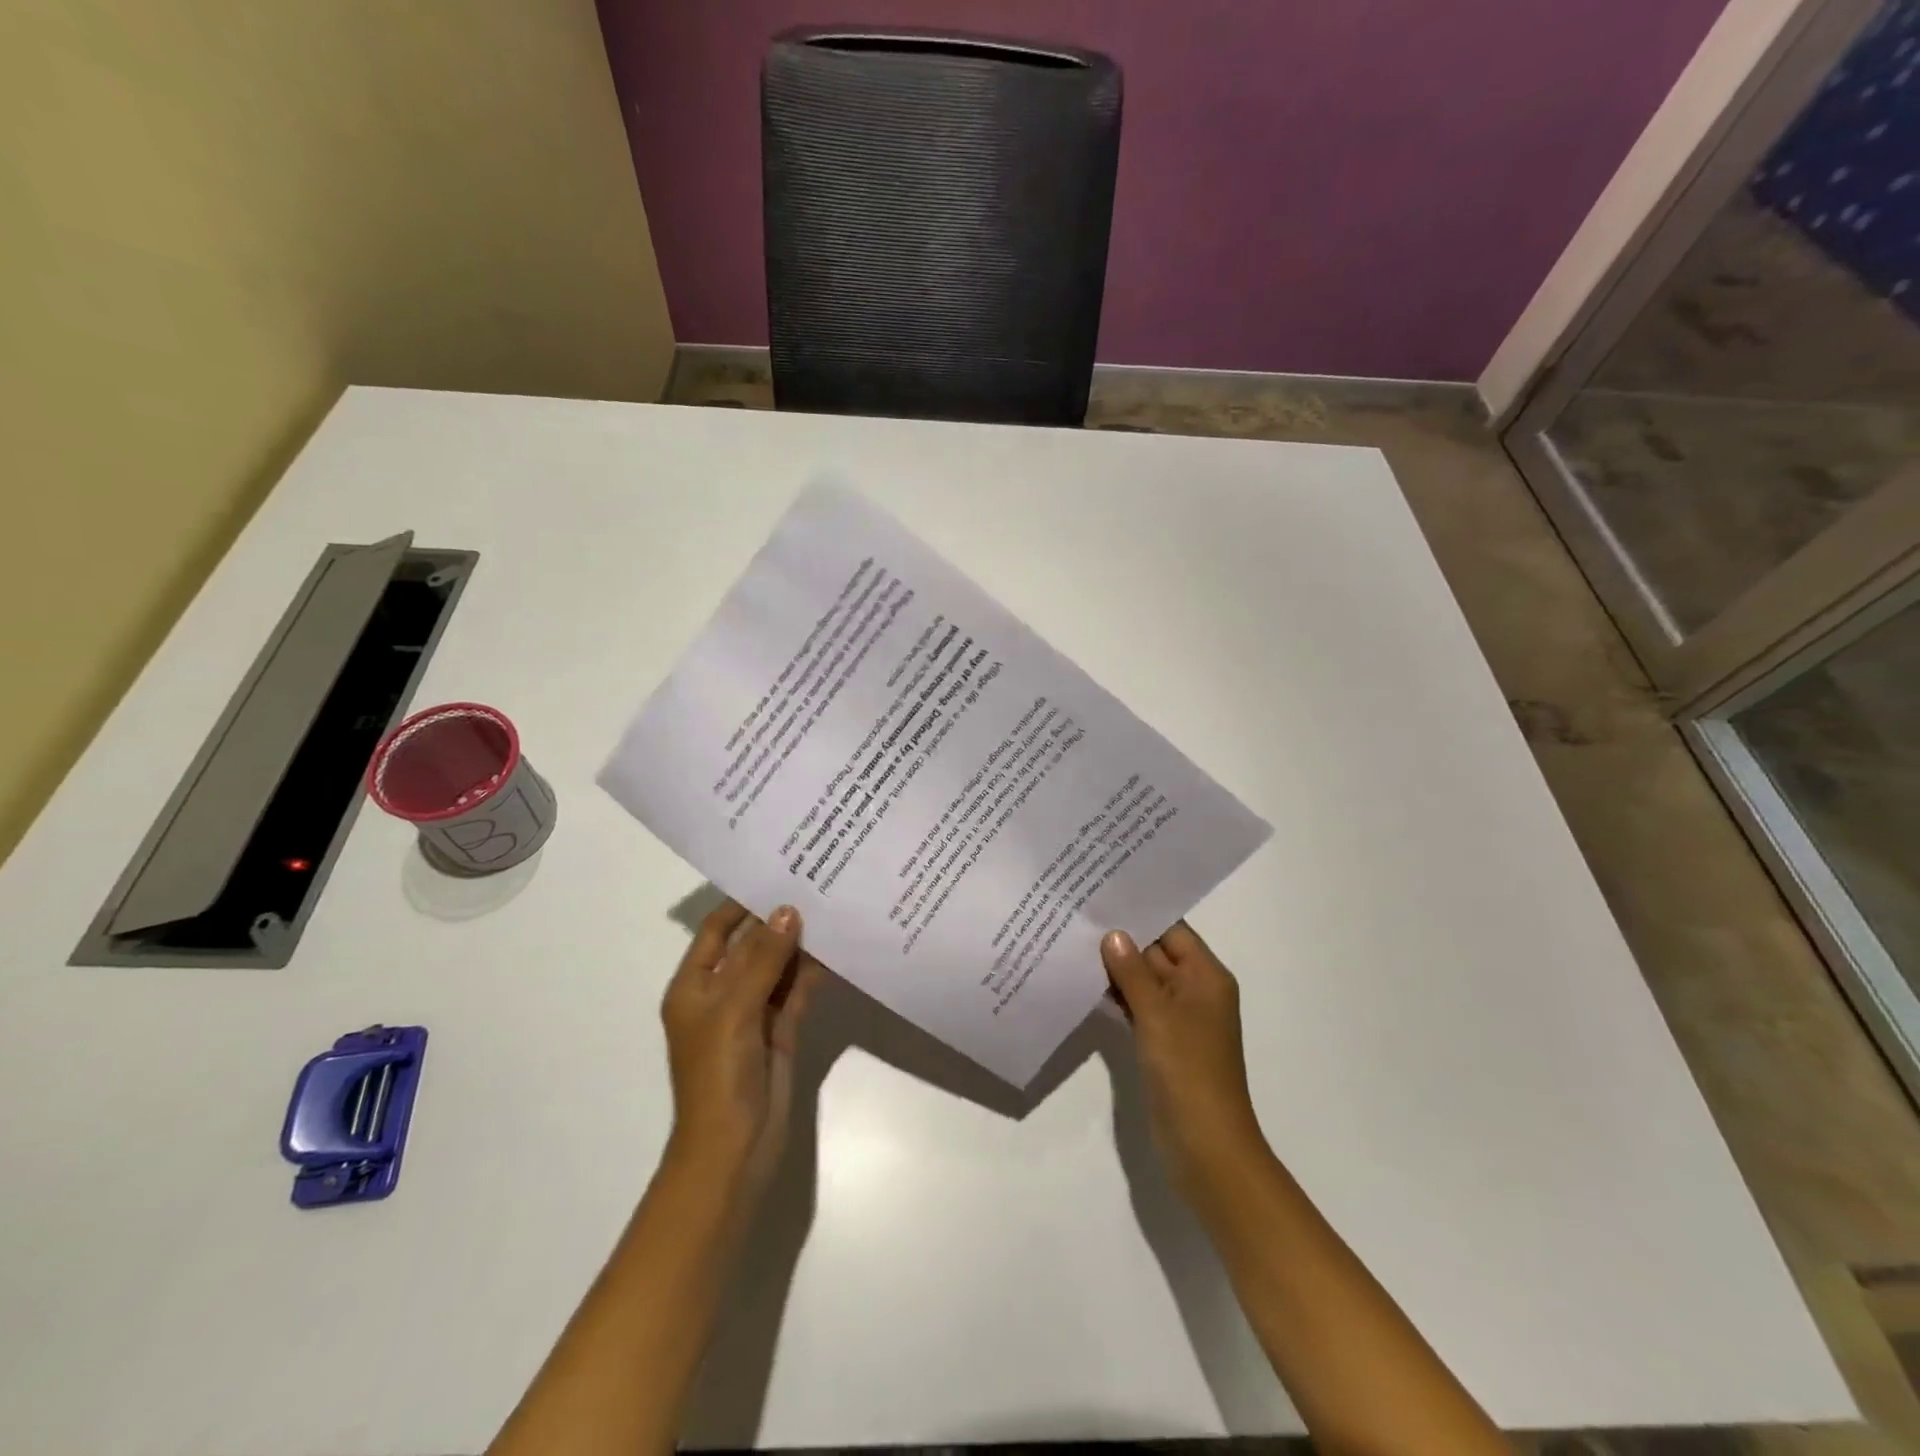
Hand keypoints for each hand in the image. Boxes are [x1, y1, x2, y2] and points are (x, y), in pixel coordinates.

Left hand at [661, 900, 822, 1195]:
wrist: (734, 1150)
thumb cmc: (718, 1076)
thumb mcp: (734, 1010)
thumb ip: (763, 959)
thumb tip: (788, 910)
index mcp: (694, 987)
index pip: (716, 931)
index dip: (741, 903)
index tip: (775, 872)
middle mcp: (722, 994)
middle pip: (751, 946)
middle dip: (778, 919)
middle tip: (814, 882)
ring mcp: (753, 1013)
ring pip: (778, 967)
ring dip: (799, 943)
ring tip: (831, 905)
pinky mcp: (781, 1031)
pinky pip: (797, 991)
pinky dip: (814, 972)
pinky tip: (838, 948)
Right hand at [1101, 921, 1268, 1200]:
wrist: (1206, 1146)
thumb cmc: (1187, 1070)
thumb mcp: (1157, 1013)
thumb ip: (1132, 971)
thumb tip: (1113, 933)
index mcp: (1207, 977)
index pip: (1172, 931)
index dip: (1139, 915)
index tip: (1100, 897)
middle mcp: (1196, 991)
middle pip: (1157, 953)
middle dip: (1121, 940)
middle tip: (1076, 917)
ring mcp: (1180, 1019)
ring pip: (1144, 981)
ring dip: (1116, 969)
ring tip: (1073, 944)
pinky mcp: (1164, 1043)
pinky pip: (1139, 1007)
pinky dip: (1118, 997)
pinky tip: (1086, 984)